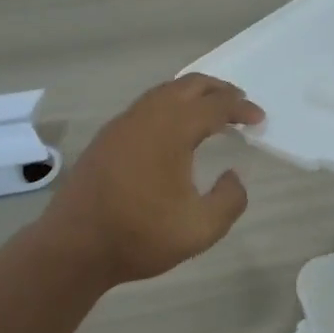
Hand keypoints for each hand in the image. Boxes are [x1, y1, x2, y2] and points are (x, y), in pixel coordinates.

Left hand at [40, 74, 264, 284]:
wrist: (74, 247)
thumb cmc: (140, 236)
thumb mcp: (201, 229)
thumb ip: (229, 200)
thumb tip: (233, 176)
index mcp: (171, 131)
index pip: (215, 106)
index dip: (241, 108)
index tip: (260, 119)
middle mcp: (146, 117)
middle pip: (188, 86)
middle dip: (219, 90)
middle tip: (240, 104)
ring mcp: (122, 125)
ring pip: (164, 92)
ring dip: (192, 96)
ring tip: (212, 112)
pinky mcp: (107, 138)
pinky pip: (146, 106)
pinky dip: (171, 106)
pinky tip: (175, 130)